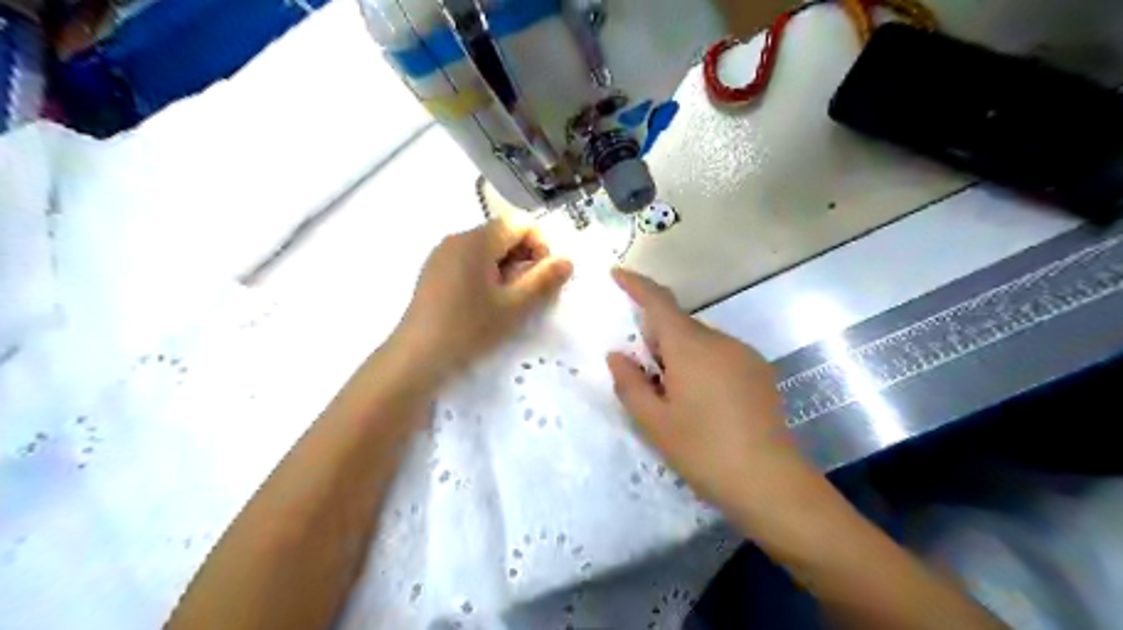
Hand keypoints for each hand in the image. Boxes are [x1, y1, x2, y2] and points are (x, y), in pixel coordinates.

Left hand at [391, 214, 571, 382]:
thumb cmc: (469, 329)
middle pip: (504, 234)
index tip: (542, 278)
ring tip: (507, 303)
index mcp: (476, 240)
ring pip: (487, 250)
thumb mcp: (514, 307)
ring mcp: (442, 255)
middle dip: (524, 259)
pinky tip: (485, 305)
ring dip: (507, 270)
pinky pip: (470, 262)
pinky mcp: (434, 273)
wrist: (416, 358)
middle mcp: (457, 239)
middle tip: (527, 295)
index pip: (521, 223)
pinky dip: (487, 276)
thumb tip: (567, 260)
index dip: (540, 246)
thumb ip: (544, 281)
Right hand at [607, 266, 817, 516]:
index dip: (636, 285)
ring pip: (701, 342)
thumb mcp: (654, 422)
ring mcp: (744, 354)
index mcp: (691, 347)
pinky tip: (707, 404)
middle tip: (646, 378)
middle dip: (657, 340)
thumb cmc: (703, 450)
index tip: (617, 274)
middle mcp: (720, 340)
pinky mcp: (760, 371)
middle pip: (679, 325)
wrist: (769, 482)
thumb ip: (629, 383)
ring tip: (678, 399)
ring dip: (681, 356)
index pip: (659, 302)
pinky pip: (721, 355)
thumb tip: (617, 355)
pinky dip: (703, 366)